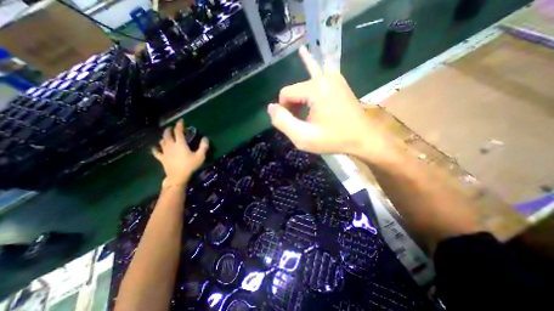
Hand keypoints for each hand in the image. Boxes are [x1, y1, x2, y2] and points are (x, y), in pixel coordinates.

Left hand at [150, 120, 209, 185]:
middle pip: (167, 135)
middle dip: (169, 129)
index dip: (179, 125)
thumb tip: (205, 138)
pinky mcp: (162, 158)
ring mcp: (165, 152)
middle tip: (172, 128)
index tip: (181, 121)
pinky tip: (155, 147)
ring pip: (162, 141)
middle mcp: (171, 145)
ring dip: (164, 137)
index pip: (178, 132)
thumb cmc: (190, 166)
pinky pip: (156, 152)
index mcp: (180, 144)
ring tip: (166, 136)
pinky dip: (155, 148)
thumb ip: (204, 146)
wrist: (178, 176)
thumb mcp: (200, 156)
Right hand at [267, 47, 392, 161]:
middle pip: (295, 89)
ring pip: (304, 84)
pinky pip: (319, 72)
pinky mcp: (337, 82)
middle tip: (300, 123)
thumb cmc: (333, 139)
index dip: (284, 110)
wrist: (363, 138)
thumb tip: (271, 107)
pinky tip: (303, 52)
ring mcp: (333, 78)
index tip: (292, 124)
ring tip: (300, 110)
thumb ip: (283, 122)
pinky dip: (310, 65)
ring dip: (299, 99)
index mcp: (315, 89)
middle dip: (292, 106)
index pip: (285, 93)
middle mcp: (324, 78)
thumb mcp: (303, 137)